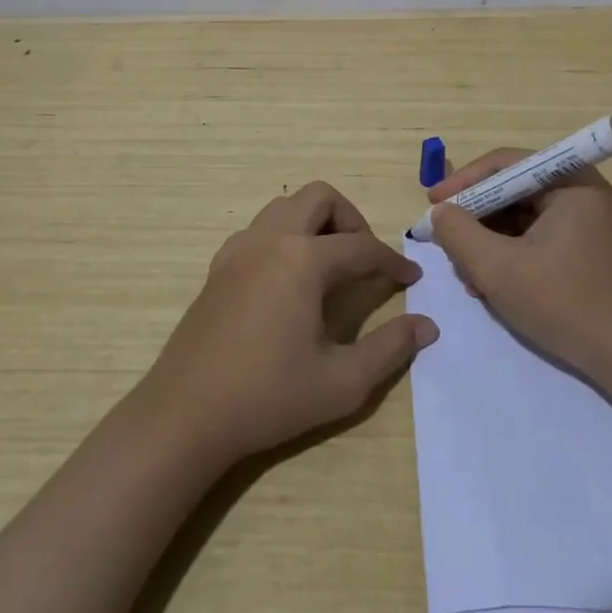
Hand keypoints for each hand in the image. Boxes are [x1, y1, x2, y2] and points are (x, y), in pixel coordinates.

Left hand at [140, 181, 436, 465]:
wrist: (184, 415)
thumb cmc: (268, 397)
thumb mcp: (342, 382)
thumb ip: (390, 349)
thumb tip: (427, 325)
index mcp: (303, 260)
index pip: (362, 246)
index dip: (392, 261)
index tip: (412, 277)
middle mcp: (271, 240)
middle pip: (320, 197)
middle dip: (352, 219)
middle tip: (365, 259)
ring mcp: (239, 249)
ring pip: (286, 206)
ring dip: (315, 222)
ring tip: (330, 265)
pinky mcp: (219, 266)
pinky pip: (260, 229)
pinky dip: (284, 236)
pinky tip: (288, 279)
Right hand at [429, 150, 611, 381]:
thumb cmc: (564, 304)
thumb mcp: (498, 268)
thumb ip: (459, 234)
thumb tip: (440, 213)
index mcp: (570, 182)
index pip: (505, 164)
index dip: (464, 181)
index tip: (432, 203)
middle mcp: (581, 193)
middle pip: (512, 190)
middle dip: (475, 218)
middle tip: (445, 241)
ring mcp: (585, 223)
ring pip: (520, 218)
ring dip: (488, 241)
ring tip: (467, 274)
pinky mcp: (583, 251)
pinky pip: (534, 238)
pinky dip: (508, 255)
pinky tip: (489, 285)